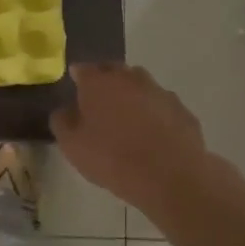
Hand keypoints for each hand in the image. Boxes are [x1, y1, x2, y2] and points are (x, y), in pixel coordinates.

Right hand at [50, 63, 213, 218]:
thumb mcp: (72, 145)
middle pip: (114, 72)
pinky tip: (152, 135)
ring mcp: (160, 92)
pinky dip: (154, 114)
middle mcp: (130, 78)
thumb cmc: (112, 158)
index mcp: (99, 83)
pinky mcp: (182, 110)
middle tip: (100, 103)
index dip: (78, 77)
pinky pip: (161, 107)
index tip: (75, 87)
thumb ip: (62, 122)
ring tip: (127, 120)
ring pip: (140, 87)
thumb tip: (65, 110)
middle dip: (106, 82)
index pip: (84, 69)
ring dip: (132, 97)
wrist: (170, 176)